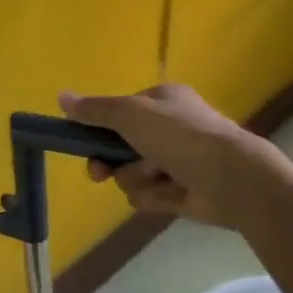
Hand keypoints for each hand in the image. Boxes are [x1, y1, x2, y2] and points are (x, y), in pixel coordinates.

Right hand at [60, 83, 277, 227]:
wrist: (232, 178)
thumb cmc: (179, 135)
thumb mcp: (129, 114)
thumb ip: (94, 109)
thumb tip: (61, 96)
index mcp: (161, 101)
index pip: (119, 113)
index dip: (99, 128)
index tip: (82, 141)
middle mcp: (169, 128)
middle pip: (119, 147)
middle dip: (110, 162)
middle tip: (100, 172)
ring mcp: (177, 162)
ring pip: (132, 174)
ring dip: (136, 179)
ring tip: (157, 177)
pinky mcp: (182, 192)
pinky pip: (149, 195)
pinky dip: (154, 196)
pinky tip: (171, 194)